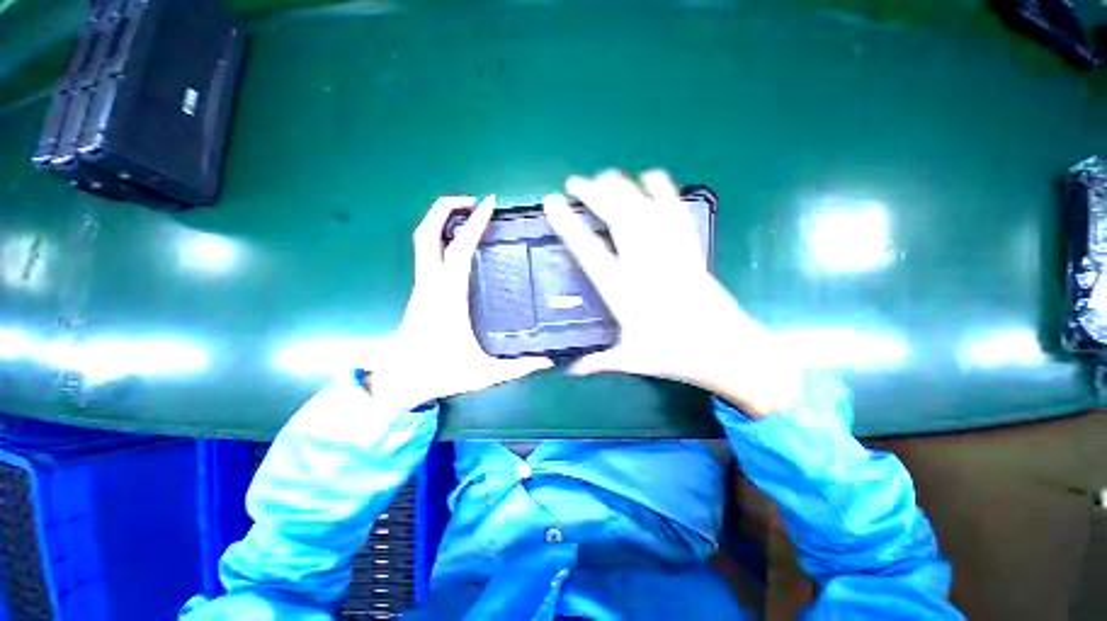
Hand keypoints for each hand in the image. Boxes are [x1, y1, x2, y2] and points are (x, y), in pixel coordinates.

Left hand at [368, 195, 551, 409]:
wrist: (399, 381)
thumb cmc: (439, 373)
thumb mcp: (484, 373)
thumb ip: (518, 367)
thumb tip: (548, 360)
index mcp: (447, 296)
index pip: (459, 249)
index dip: (474, 223)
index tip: (489, 204)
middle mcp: (431, 283)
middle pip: (427, 232)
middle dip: (446, 208)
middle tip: (475, 201)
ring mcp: (422, 285)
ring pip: (423, 239)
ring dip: (442, 219)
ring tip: (469, 215)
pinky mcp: (421, 290)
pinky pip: (427, 252)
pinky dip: (442, 237)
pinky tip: (461, 243)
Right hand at [543, 170, 801, 415]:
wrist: (728, 351)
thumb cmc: (676, 355)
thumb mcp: (632, 360)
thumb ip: (599, 362)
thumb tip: (572, 370)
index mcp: (624, 291)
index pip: (589, 251)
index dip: (568, 225)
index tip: (552, 202)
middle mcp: (645, 265)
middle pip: (618, 218)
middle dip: (594, 195)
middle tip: (575, 181)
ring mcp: (670, 254)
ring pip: (645, 210)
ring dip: (624, 188)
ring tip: (606, 175)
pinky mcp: (690, 251)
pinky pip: (675, 214)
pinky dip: (664, 192)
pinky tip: (653, 176)